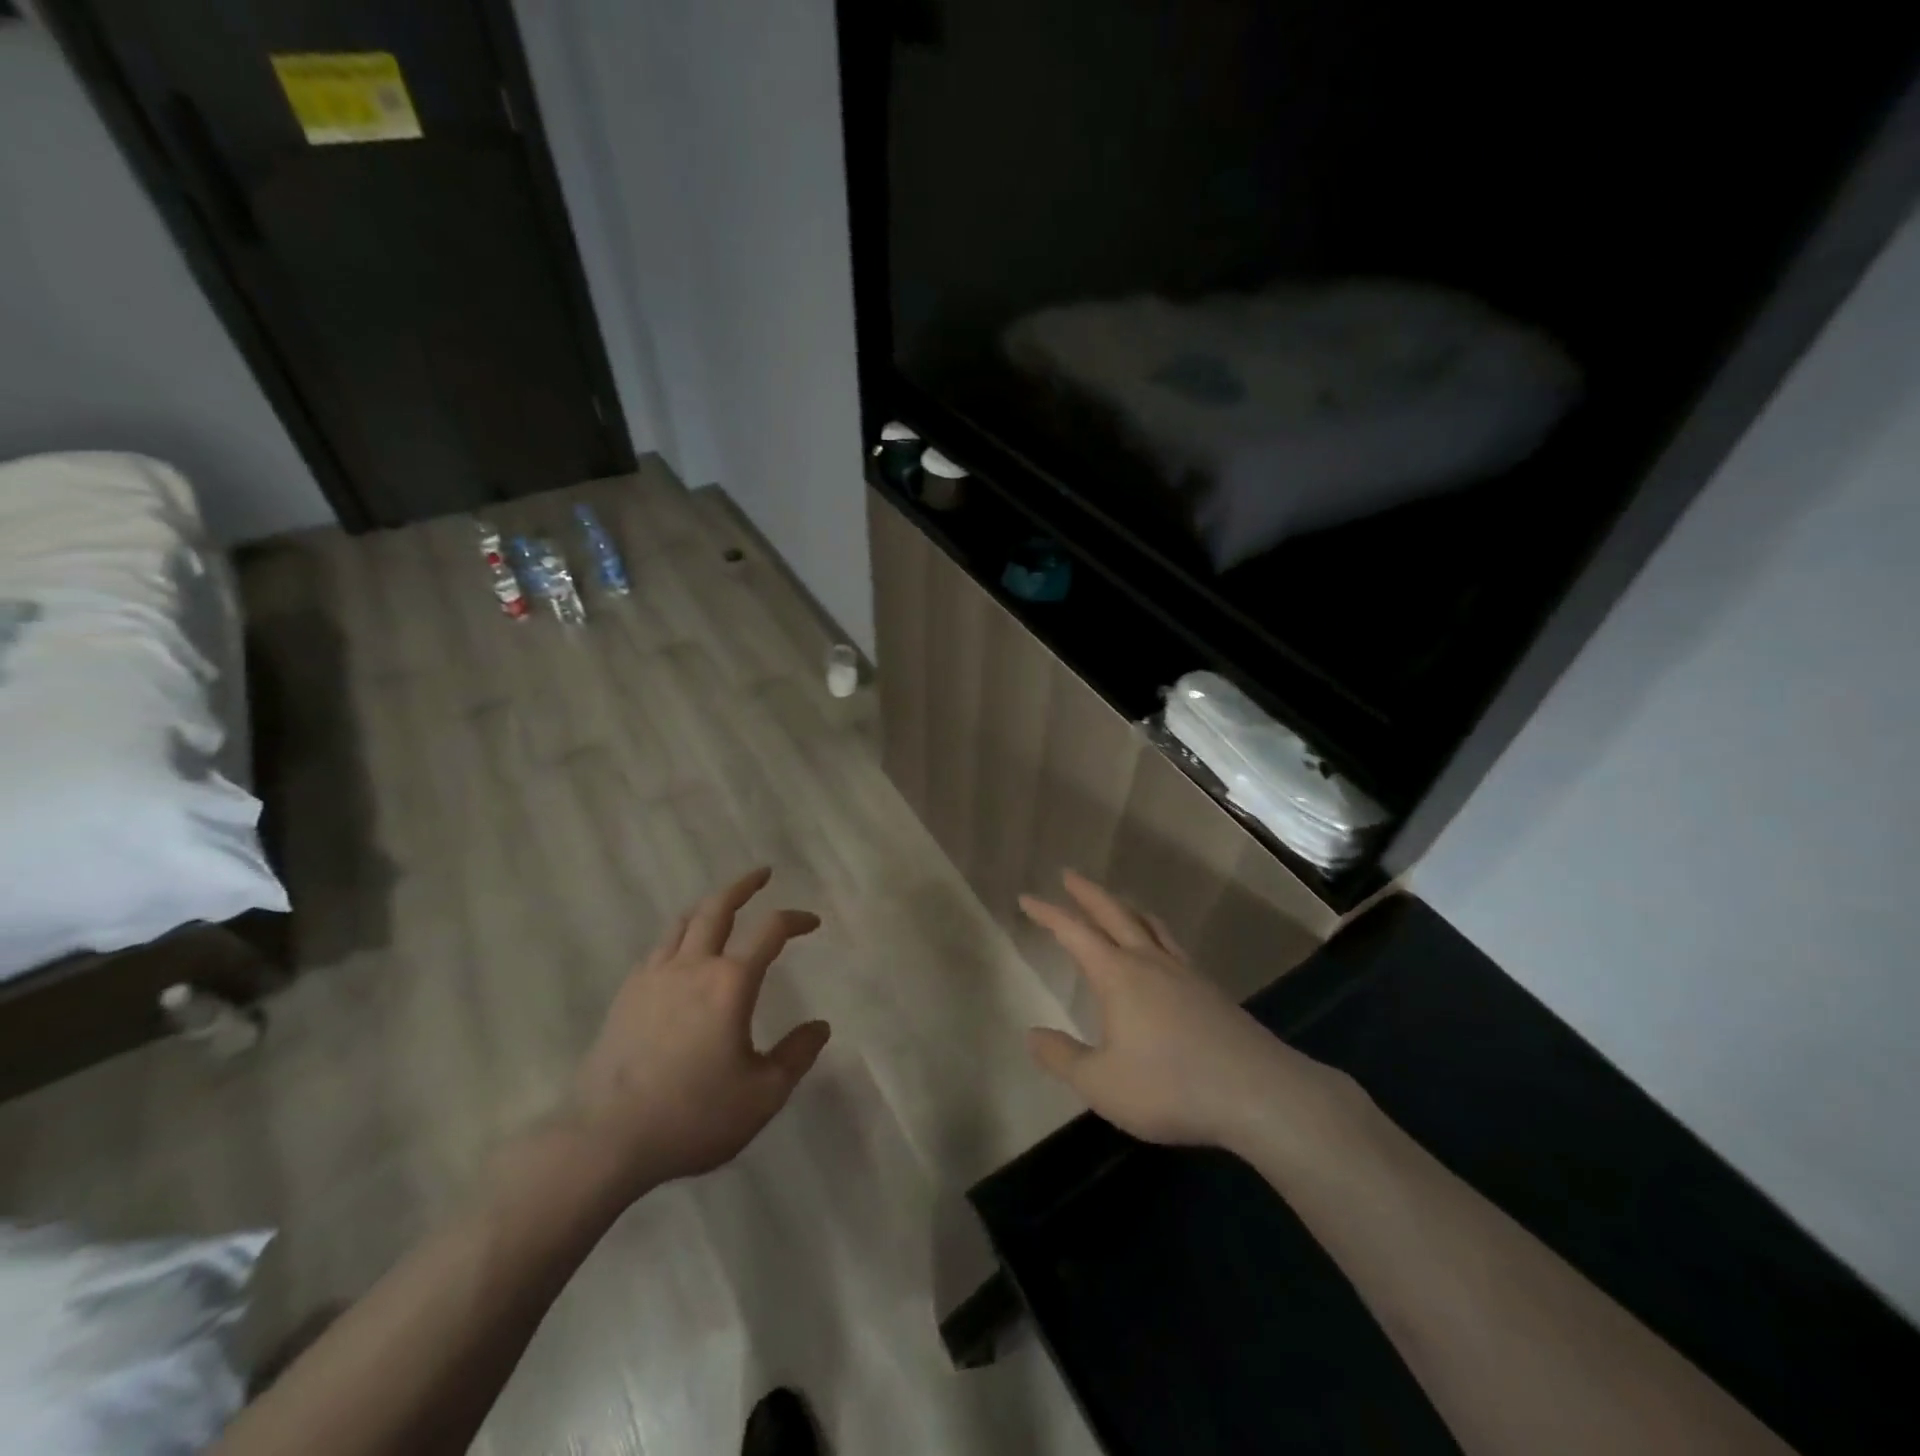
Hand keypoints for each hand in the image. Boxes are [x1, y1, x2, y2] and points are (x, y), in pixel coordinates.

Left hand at [566, 868, 830, 1199]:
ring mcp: (653, 977)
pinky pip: (658, 949)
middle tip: (762, 874)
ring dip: (708, 905)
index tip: (812, 922)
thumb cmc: (693, 1115)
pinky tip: (681, 954)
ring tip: (721, 905)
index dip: (795, 919)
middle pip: (717, 907)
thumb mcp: (762, 1095)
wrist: (605, 1139)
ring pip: (683, 923)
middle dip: (743, 886)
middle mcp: (692, 966)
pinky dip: (679, 937)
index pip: (770, 931)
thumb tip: (820, 1027)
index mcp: (730, 983)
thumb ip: (796, 1055)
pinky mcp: (626, 996)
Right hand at [1020, 871, 1356, 1156]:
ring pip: (1150, 925)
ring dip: (1127, 908)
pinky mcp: (1211, 991)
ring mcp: (1185, 973)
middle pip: (1115, 914)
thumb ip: (1062, 1058)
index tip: (1027, 898)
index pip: (1074, 933)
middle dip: (1088, 893)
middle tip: (1069, 875)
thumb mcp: (1101, 1083)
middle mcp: (1150, 962)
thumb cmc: (1170, 1086)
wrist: (1258, 1093)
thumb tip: (1032, 1035)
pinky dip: (1156, 934)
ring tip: (1117, 904)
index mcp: (1118, 975)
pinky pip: (1173, 946)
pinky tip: (1161, 953)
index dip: (1048, 914)